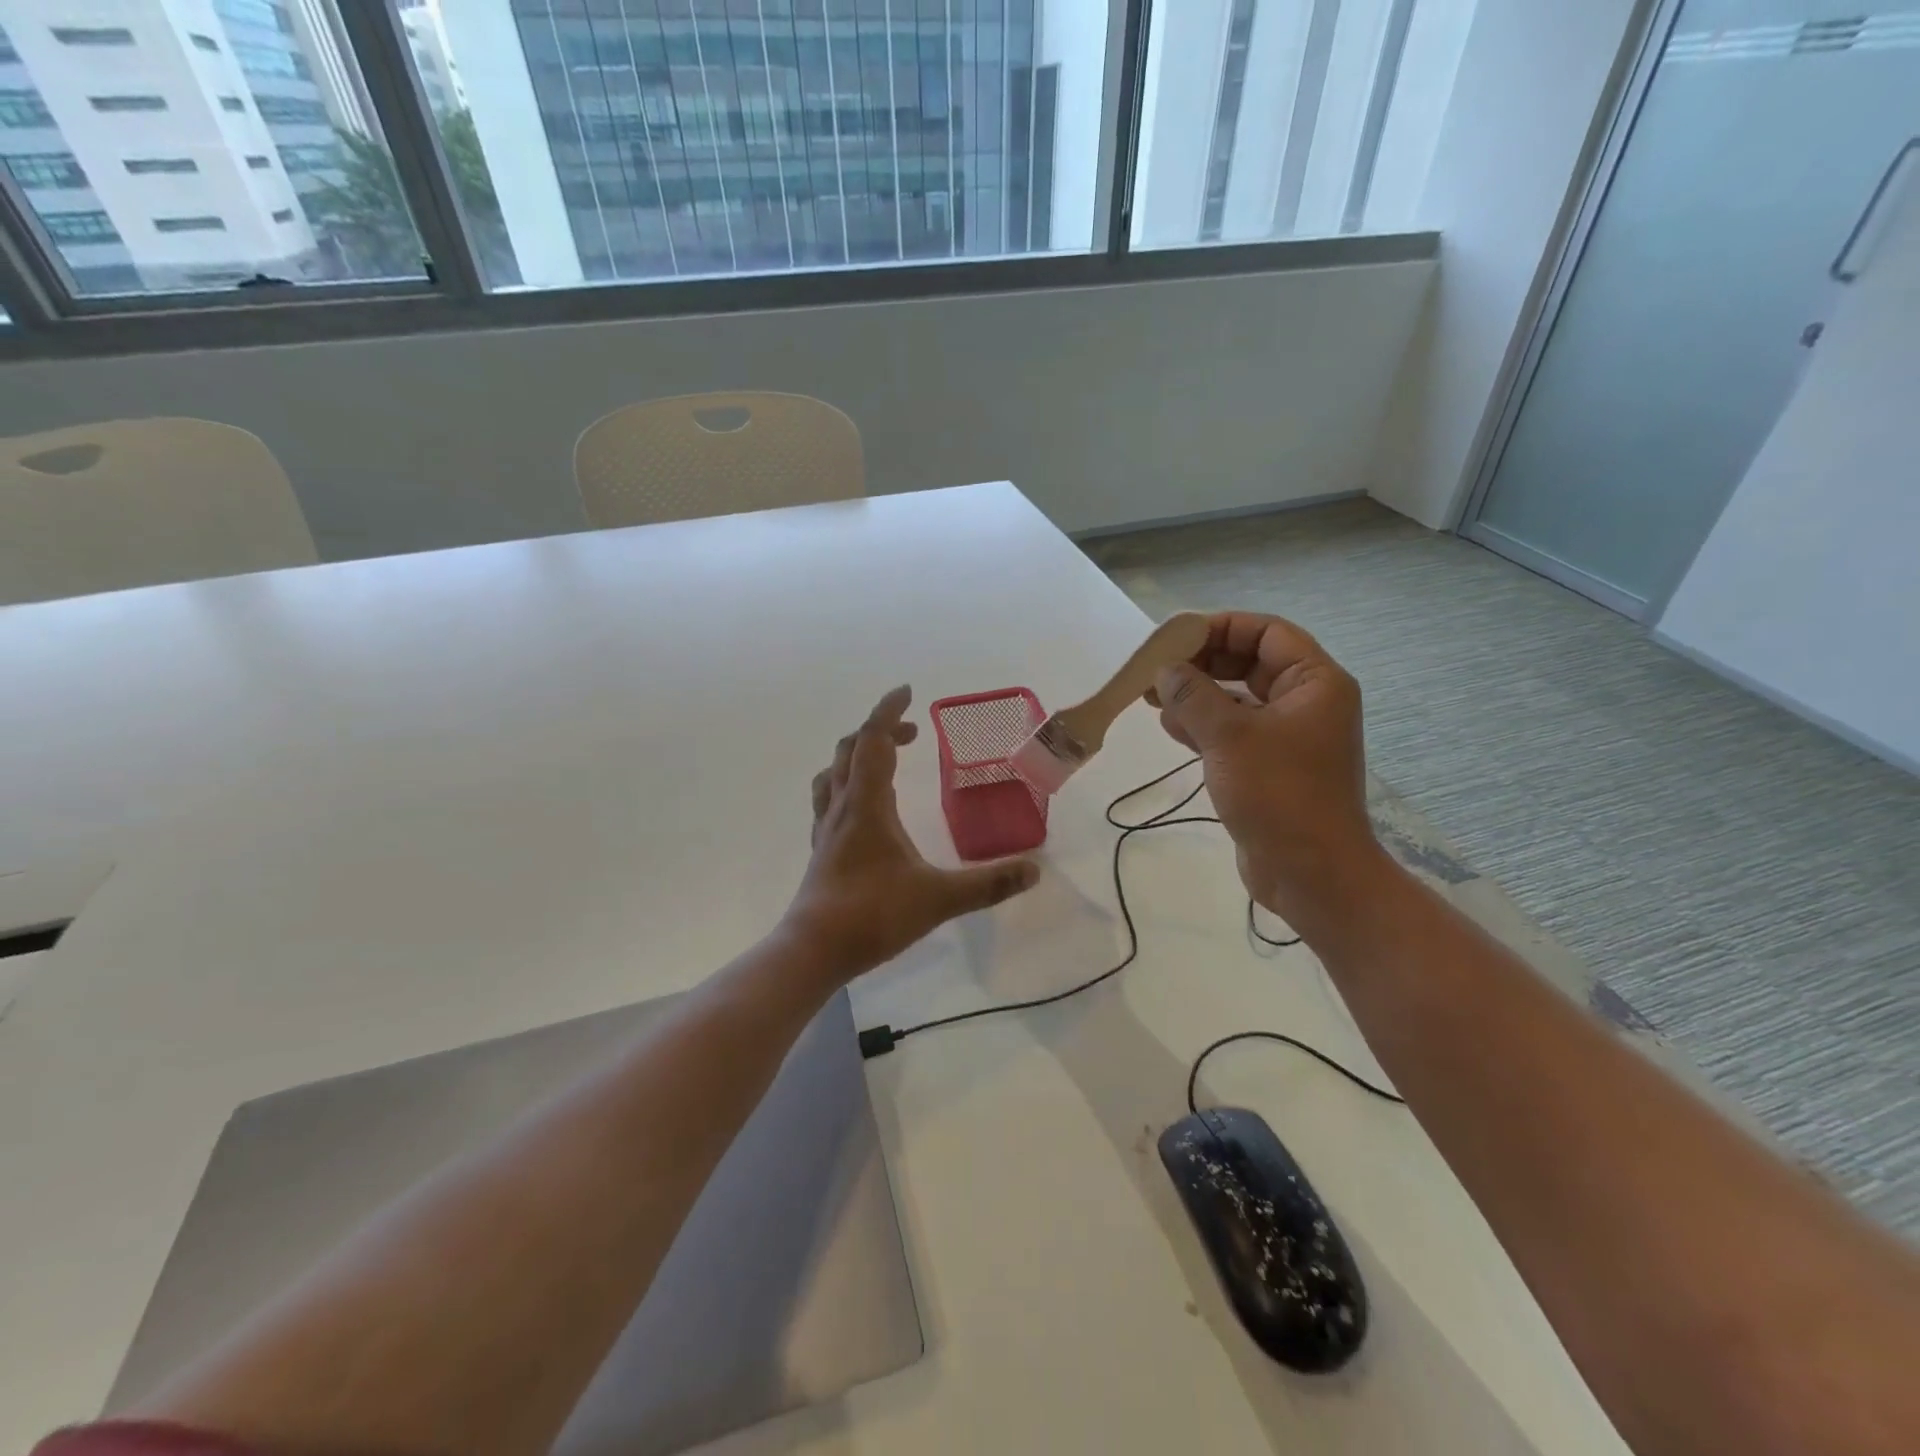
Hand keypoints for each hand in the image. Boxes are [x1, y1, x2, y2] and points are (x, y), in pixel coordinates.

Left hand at [788, 686, 1039, 974]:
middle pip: (850, 749)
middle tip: (912, 733)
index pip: (874, 740)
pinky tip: (864, 808)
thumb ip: (987, 884)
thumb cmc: (872, 915)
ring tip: (885, 761)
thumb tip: (1033, 871)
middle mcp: (842, 807)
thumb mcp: (938, 899)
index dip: (889, 711)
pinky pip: (829, 799)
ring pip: (833, 773)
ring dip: (857, 754)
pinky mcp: (821, 849)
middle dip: (880, 731)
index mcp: (868, 804)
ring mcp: (826, 828)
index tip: (907, 691)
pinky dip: (847, 784)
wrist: (813, 950)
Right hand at [1152, 613, 1390, 932]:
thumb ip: (1192, 695)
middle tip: (1157, 670)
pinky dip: (1203, 725)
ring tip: (1153, 698)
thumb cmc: (1278, 794)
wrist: (1311, 872)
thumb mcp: (1229, 736)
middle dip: (1202, 664)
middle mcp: (1306, 702)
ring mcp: (1289, 736)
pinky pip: (1234, 731)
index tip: (1175, 638)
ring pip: (1237, 699)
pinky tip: (1170, 727)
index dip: (1220, 628)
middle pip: (1249, 663)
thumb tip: (1165, 671)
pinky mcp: (1270, 766)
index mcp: (1315, 682)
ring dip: (1197, 695)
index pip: (1266, 632)